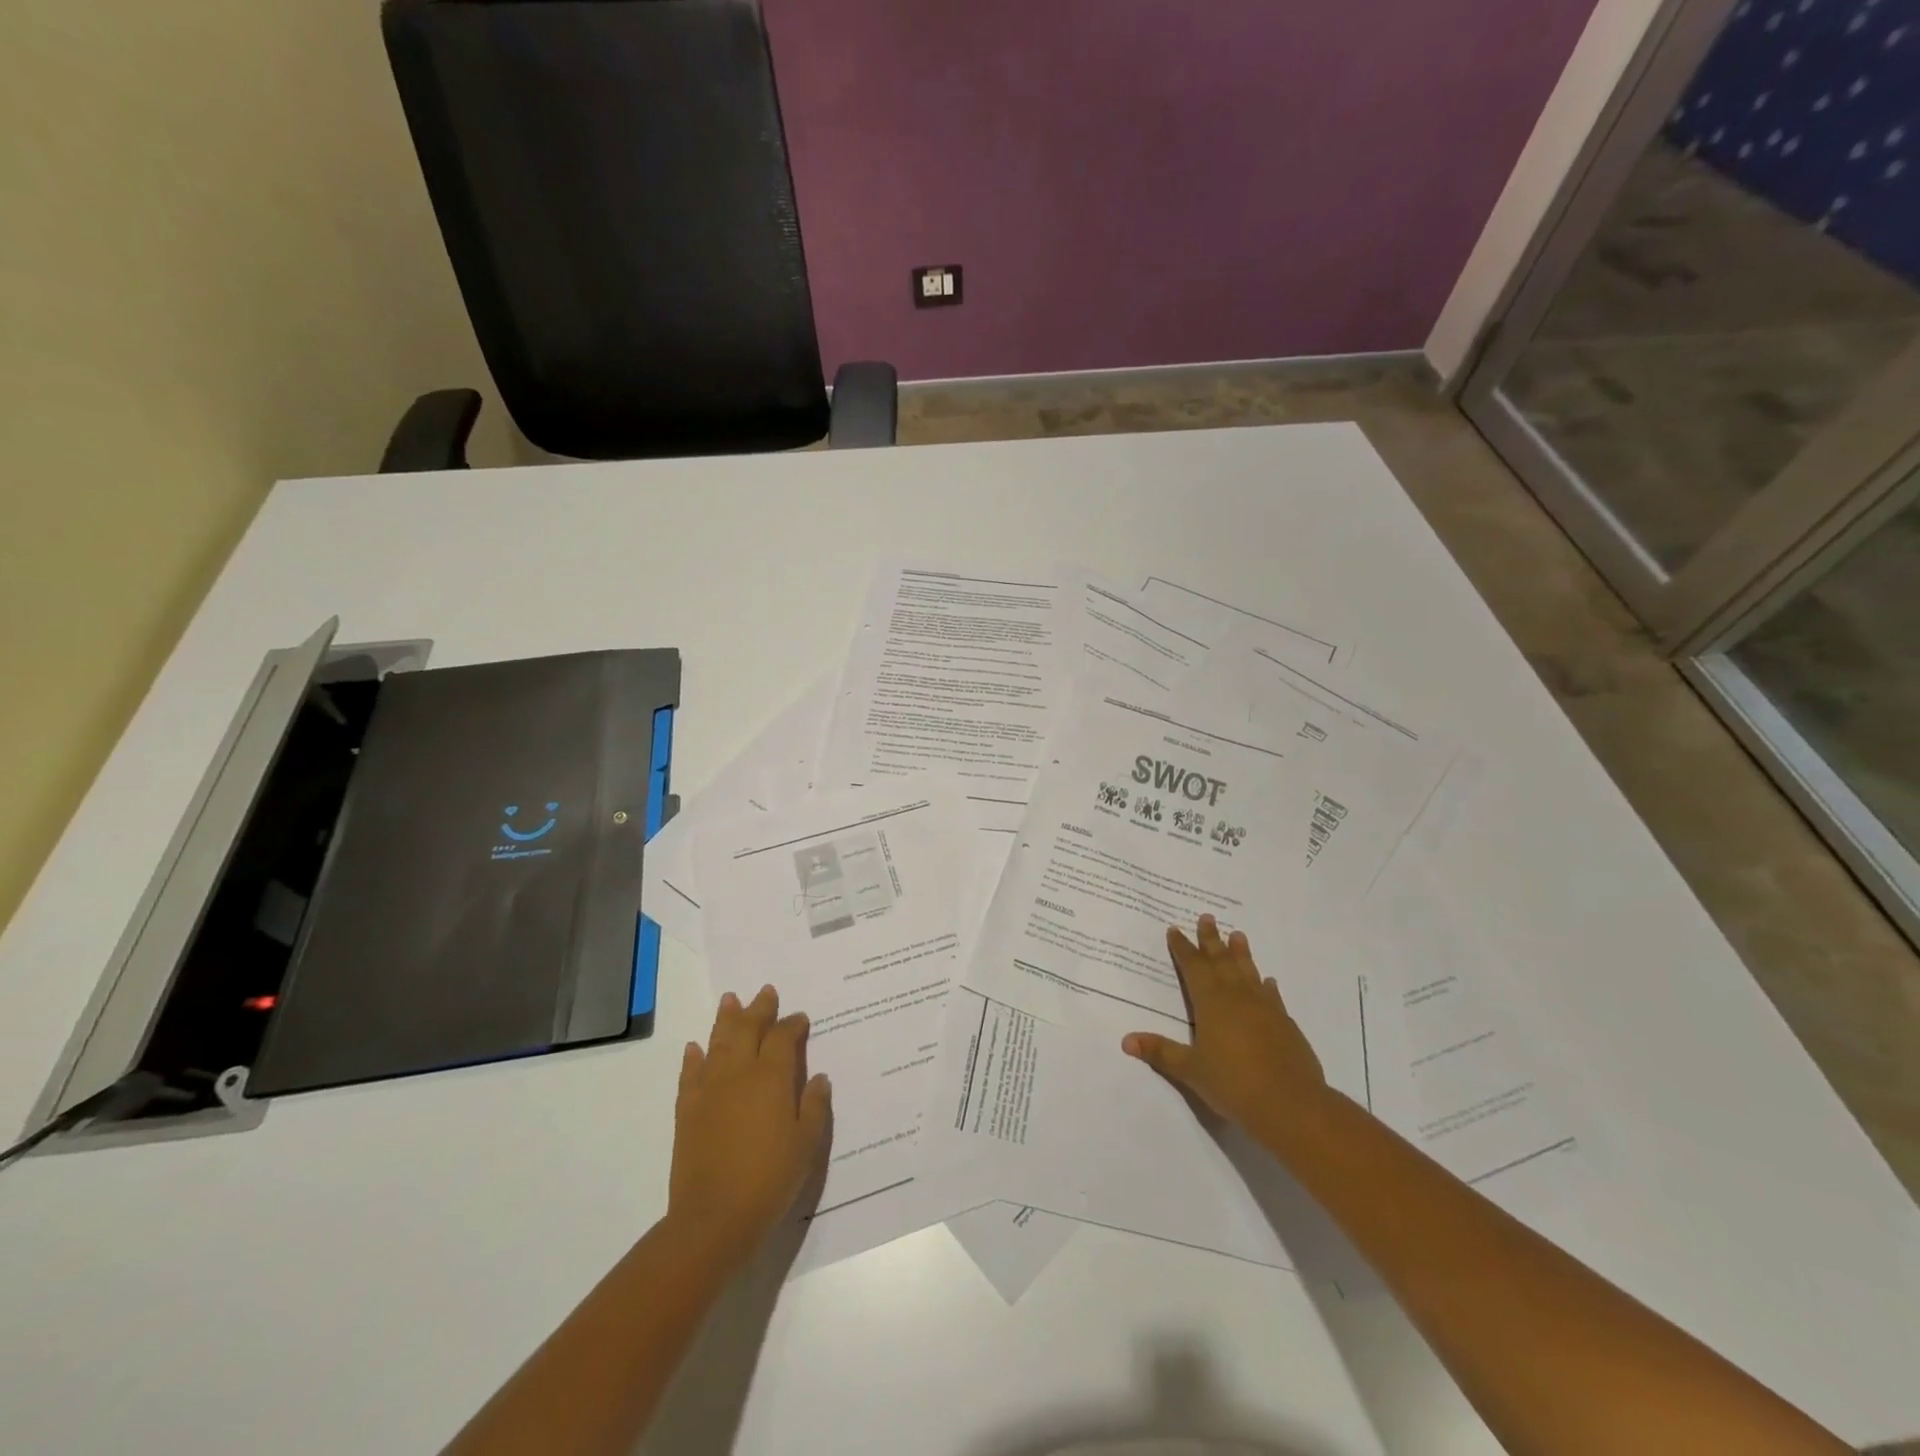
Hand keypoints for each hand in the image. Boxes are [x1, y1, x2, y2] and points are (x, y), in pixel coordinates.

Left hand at [667, 985, 830, 1264]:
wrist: (713, 1218)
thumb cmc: (769, 1179)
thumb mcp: (807, 1144)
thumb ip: (815, 1106)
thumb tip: (818, 1077)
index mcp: (771, 1077)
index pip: (783, 1037)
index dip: (793, 1024)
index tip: (800, 1019)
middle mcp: (739, 1073)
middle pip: (748, 1029)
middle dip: (759, 1009)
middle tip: (766, 992)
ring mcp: (710, 1089)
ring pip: (718, 1042)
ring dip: (725, 1019)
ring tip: (730, 1000)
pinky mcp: (687, 1109)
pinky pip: (690, 1072)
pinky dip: (695, 1056)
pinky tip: (696, 1047)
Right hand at [1122, 914, 1326, 1137]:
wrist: (1291, 1104)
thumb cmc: (1233, 1083)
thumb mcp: (1190, 1070)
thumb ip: (1160, 1052)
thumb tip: (1126, 1040)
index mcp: (1211, 1002)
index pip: (1193, 967)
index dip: (1182, 948)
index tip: (1175, 929)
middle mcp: (1237, 997)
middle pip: (1221, 960)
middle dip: (1211, 939)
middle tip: (1207, 917)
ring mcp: (1265, 1008)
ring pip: (1248, 972)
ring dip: (1241, 953)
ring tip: (1238, 934)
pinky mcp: (1285, 1024)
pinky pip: (1272, 996)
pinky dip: (1266, 986)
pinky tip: (1268, 981)